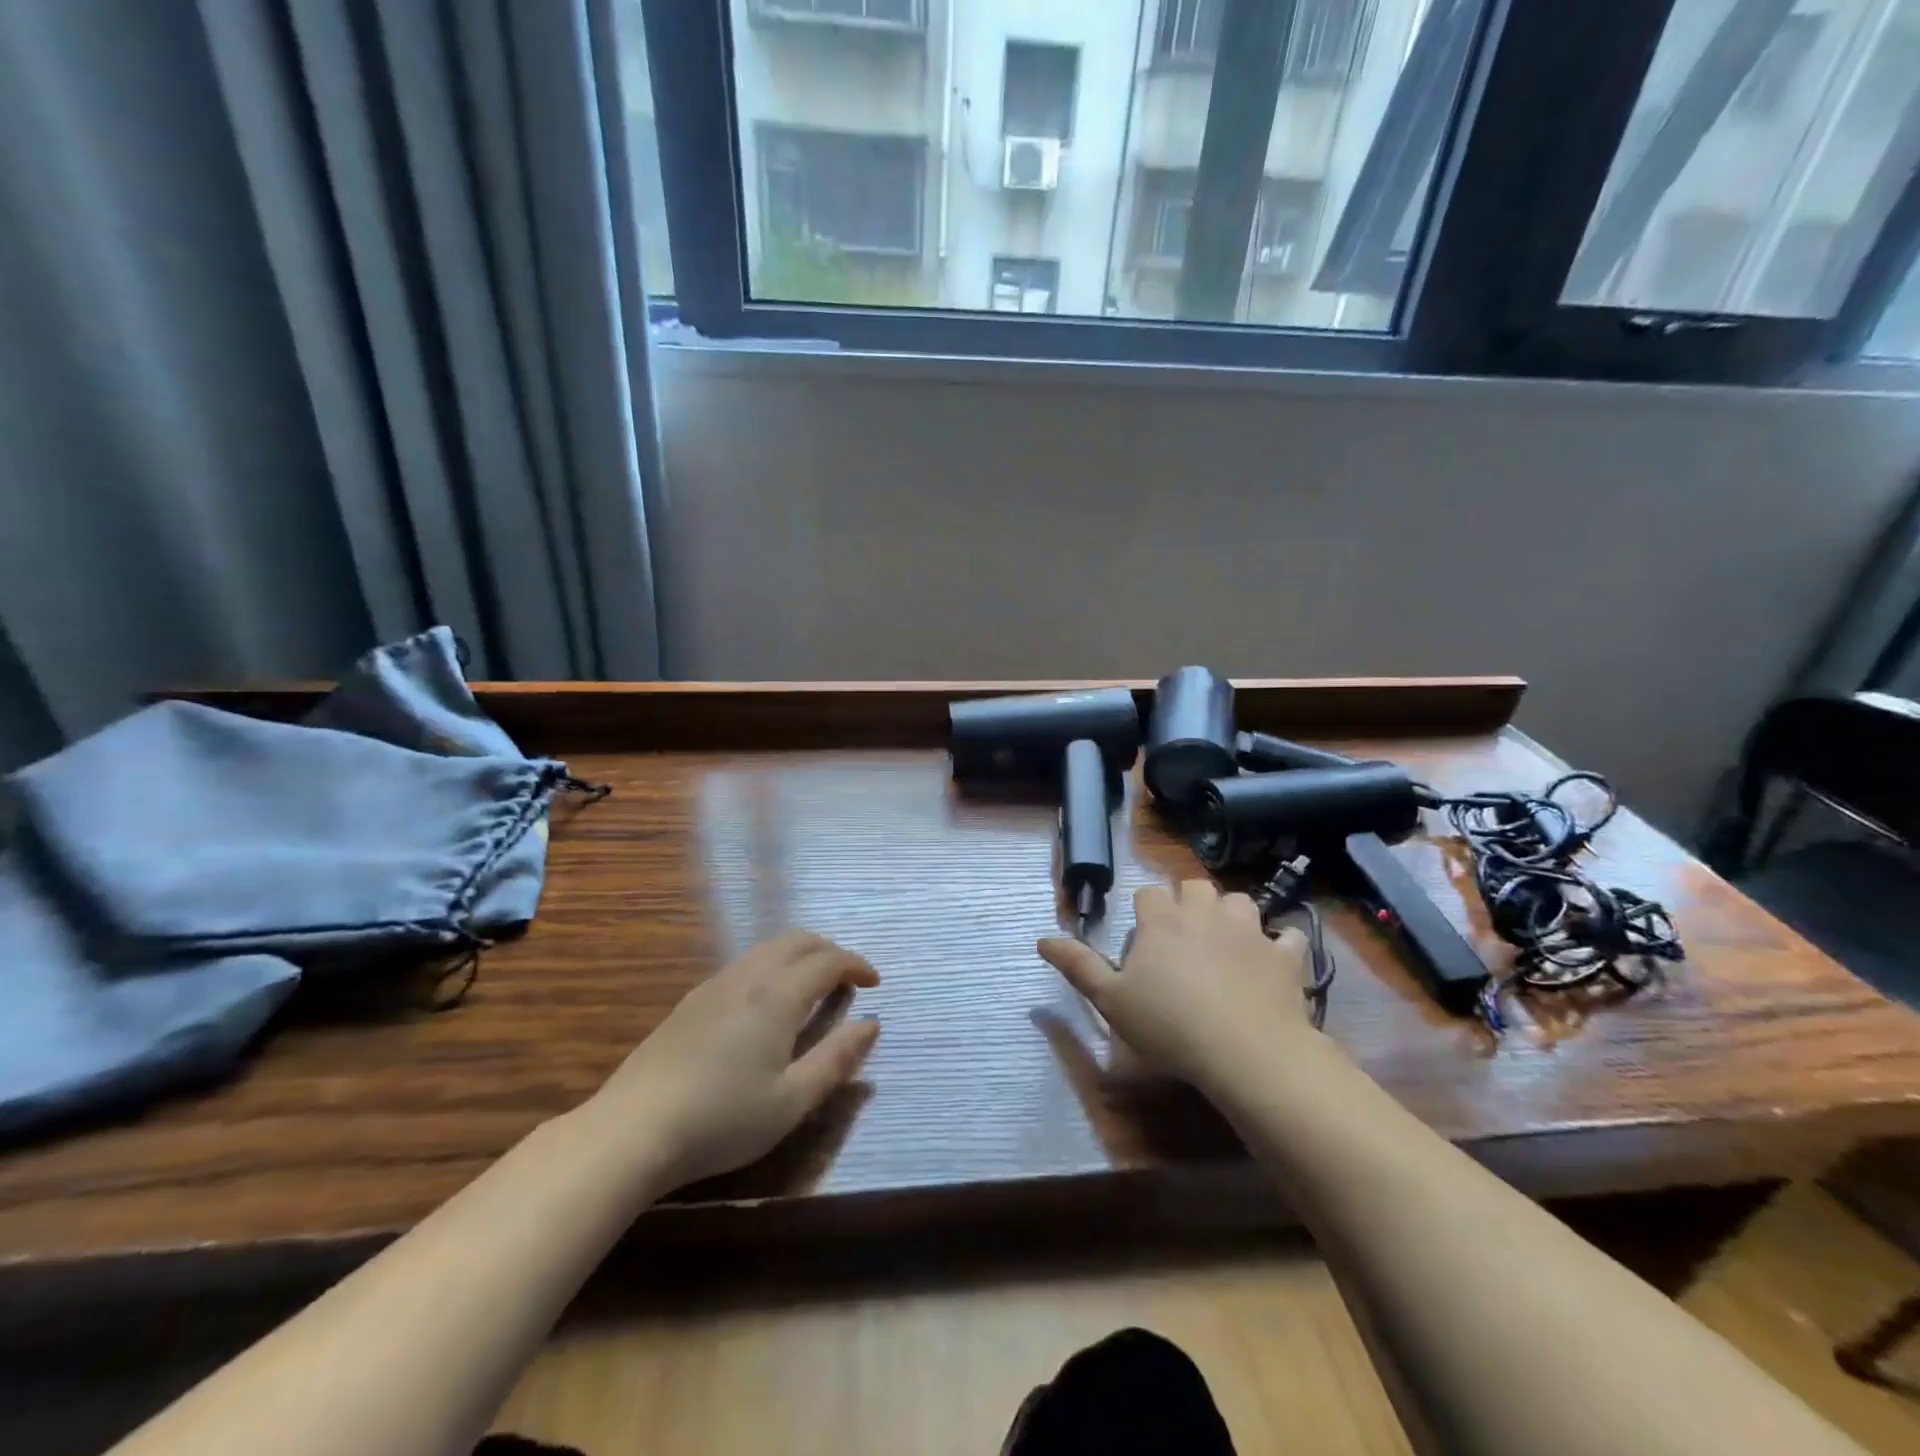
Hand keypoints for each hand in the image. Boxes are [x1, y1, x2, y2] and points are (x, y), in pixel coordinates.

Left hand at [582, 930, 880, 1192]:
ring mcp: (715, 984)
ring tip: (814, 987)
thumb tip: (871, 1024)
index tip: (874, 982)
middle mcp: (749, 976)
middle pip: (798, 940)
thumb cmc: (722, 1120)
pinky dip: (773, 965)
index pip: (828, 960)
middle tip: (848, 979)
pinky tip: (768, 1002)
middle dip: (830, 951)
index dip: (857, 965)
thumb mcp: (792, 1101)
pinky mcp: (692, 1000)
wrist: (632, 1129)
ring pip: (768, 948)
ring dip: (800, 955)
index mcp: (778, 996)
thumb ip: (836, 1058)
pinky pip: (745, 963)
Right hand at [1039, 880, 1310, 1094]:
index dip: (1145, 913)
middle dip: (1188, 902)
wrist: (1245, 1051)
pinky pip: (1287, 936)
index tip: (1144, 941)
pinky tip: (1274, 960)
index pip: (1148, 894)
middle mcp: (1204, 913)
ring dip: (1232, 914)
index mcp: (1162, 920)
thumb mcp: (1111, 1000)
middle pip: (1195, 886)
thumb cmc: (1168, 1025)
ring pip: (1240, 901)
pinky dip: (1280, 944)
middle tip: (1183, 937)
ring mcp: (1249, 930)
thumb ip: (1077, 966)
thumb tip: (1041, 939)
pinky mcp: (1284, 955)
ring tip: (1227, 942)